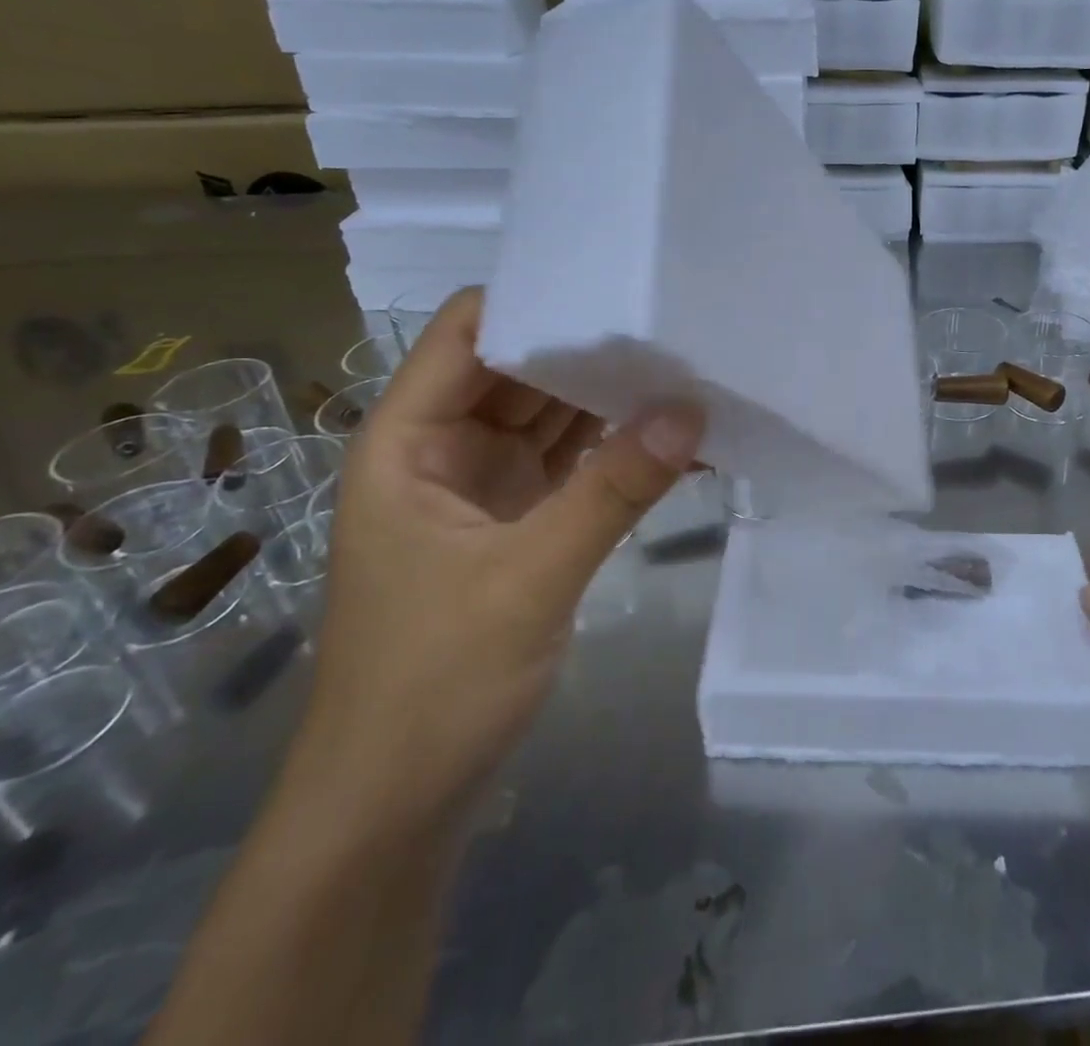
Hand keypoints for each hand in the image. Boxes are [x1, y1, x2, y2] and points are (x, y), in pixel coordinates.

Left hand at [291, 289, 703, 826]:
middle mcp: (447, 450)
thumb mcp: (529, 577)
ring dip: (610, 399)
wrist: (398, 807)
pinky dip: (617, 453)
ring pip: (553, 418)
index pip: (469, 333)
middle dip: (590, 347)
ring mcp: (487, 489)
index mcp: (411, 439)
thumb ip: (612, 490)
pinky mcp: (522, 526)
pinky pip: (575, 468)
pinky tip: (674, 441)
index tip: (614, 281)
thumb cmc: (433, 684)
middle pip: (521, 370)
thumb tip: (690, 411)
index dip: (534, 300)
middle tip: (673, 318)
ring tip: (686, 364)